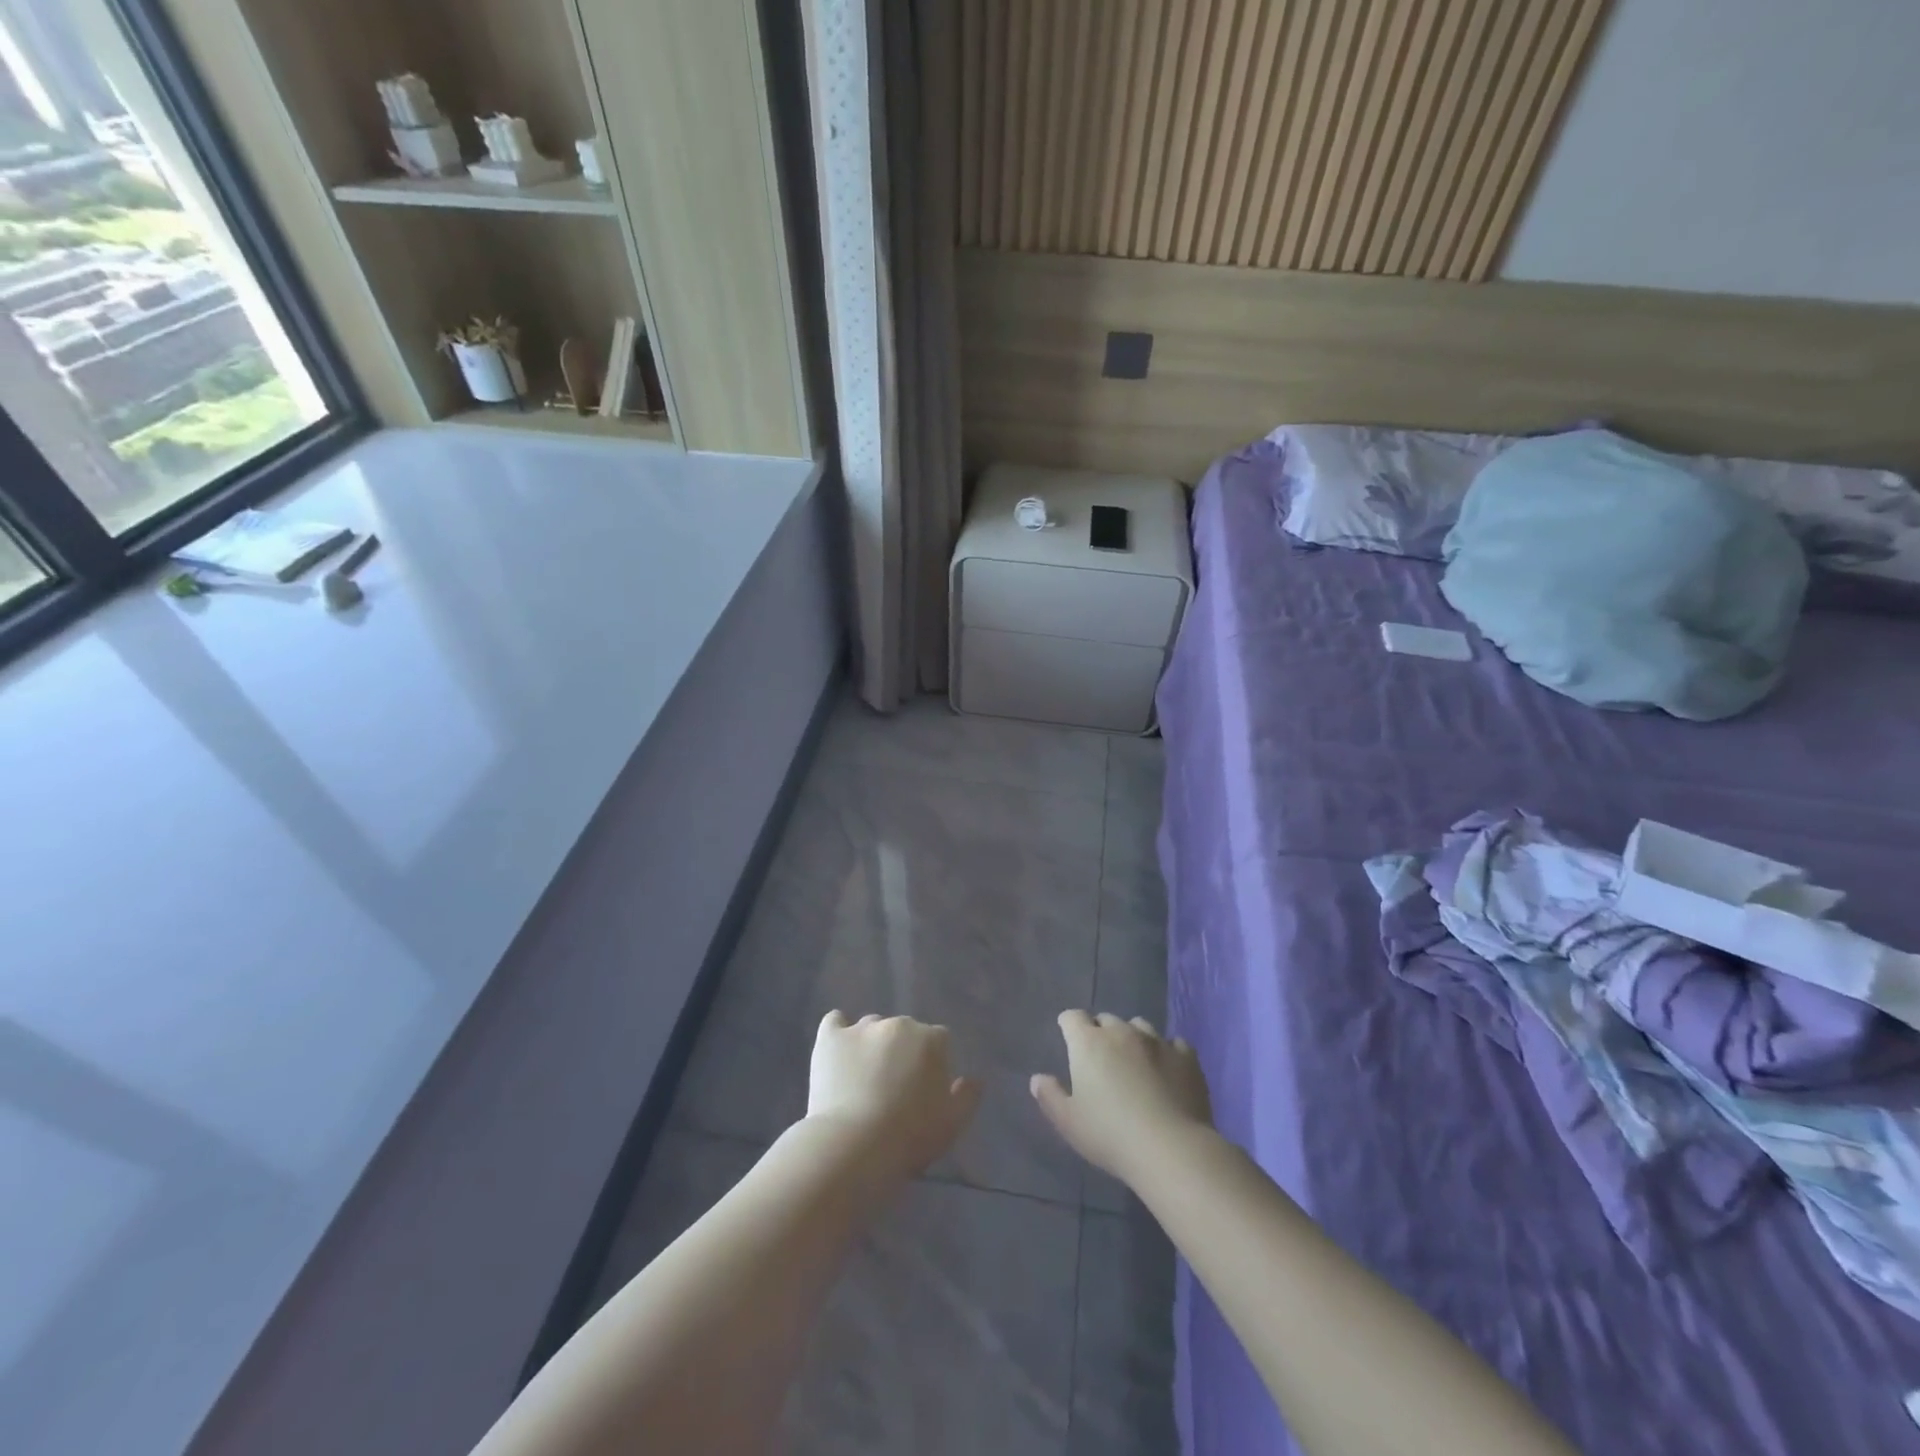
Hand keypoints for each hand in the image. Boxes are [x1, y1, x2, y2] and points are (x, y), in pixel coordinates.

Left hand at [806, 1012, 981, 1180]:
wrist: (855, 1145)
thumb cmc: (911, 1136)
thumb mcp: (953, 1123)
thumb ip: (967, 1096)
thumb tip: (974, 1079)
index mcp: (932, 1039)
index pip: (939, 1041)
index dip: (932, 1065)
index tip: (924, 1091)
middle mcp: (899, 1024)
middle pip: (905, 1031)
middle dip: (902, 1052)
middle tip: (893, 1087)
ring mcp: (862, 1028)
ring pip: (872, 1027)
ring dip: (872, 1045)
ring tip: (863, 1078)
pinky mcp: (831, 1037)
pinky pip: (834, 1022)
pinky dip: (838, 1032)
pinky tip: (838, 1051)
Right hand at [1031, 1011, 1214, 1183]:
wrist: (1171, 1149)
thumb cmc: (1110, 1135)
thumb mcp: (1069, 1122)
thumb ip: (1050, 1096)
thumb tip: (1038, 1078)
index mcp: (1089, 1043)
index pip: (1072, 1017)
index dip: (1069, 1026)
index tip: (1069, 1040)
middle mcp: (1122, 1032)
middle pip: (1106, 1019)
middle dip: (1100, 1033)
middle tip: (1101, 1060)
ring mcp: (1157, 1041)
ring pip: (1139, 1026)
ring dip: (1133, 1037)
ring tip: (1135, 1061)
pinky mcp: (1186, 1057)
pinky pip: (1174, 1043)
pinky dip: (1167, 1051)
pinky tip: (1167, 1069)